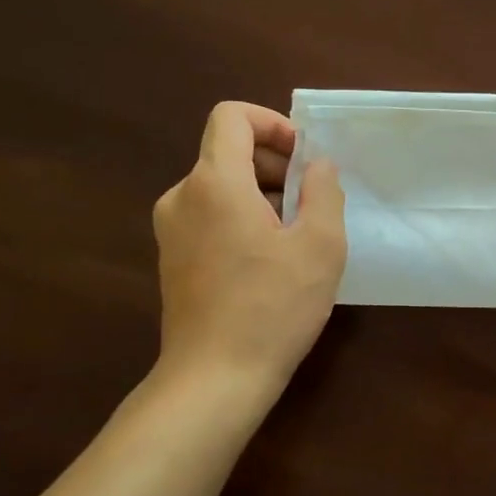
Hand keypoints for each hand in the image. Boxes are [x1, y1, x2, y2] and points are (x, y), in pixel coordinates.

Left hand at [152, 102, 346, 395]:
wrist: (215, 378)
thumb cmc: (273, 308)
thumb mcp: (320, 246)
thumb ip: (323, 191)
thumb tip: (317, 166)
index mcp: (214, 183)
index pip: (231, 117)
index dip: (272, 124)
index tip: (303, 159)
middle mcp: (182, 197)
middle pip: (228, 152)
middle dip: (275, 166)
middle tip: (312, 205)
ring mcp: (172, 229)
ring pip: (222, 186)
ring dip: (263, 196)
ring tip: (297, 238)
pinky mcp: (173, 258)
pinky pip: (211, 216)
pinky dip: (243, 219)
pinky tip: (271, 262)